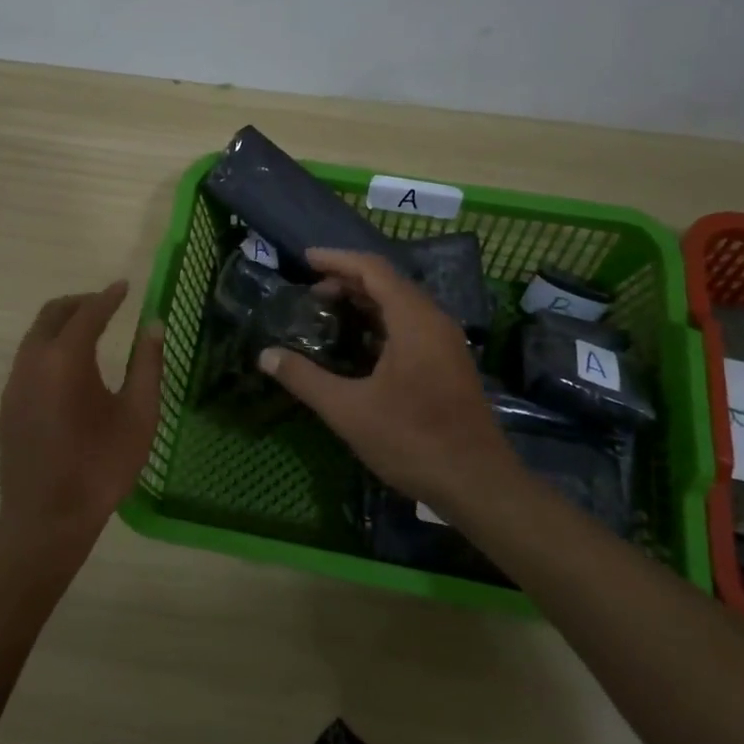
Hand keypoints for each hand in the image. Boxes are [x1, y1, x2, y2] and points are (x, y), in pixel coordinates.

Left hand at [0, 280, 164, 554]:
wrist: (47, 518)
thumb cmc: (101, 466)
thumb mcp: (138, 415)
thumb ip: (147, 365)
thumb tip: (153, 325)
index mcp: (66, 360)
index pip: (88, 313)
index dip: (108, 297)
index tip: (125, 287)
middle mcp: (33, 362)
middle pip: (52, 315)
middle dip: (80, 303)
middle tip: (107, 304)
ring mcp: (15, 383)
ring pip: (35, 335)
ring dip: (62, 324)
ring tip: (91, 331)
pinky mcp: (9, 404)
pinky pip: (28, 358)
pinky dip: (49, 346)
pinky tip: (70, 367)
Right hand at [258, 249, 509, 509]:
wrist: (477, 483)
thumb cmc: (412, 440)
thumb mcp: (348, 411)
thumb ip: (305, 379)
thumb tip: (265, 356)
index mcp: (414, 320)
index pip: (373, 269)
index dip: (337, 260)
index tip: (304, 260)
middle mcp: (434, 321)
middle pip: (388, 283)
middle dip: (347, 281)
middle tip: (310, 293)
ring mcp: (445, 343)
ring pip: (401, 306)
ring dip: (364, 302)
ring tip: (327, 312)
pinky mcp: (448, 363)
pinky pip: (410, 326)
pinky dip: (380, 323)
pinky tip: (357, 345)